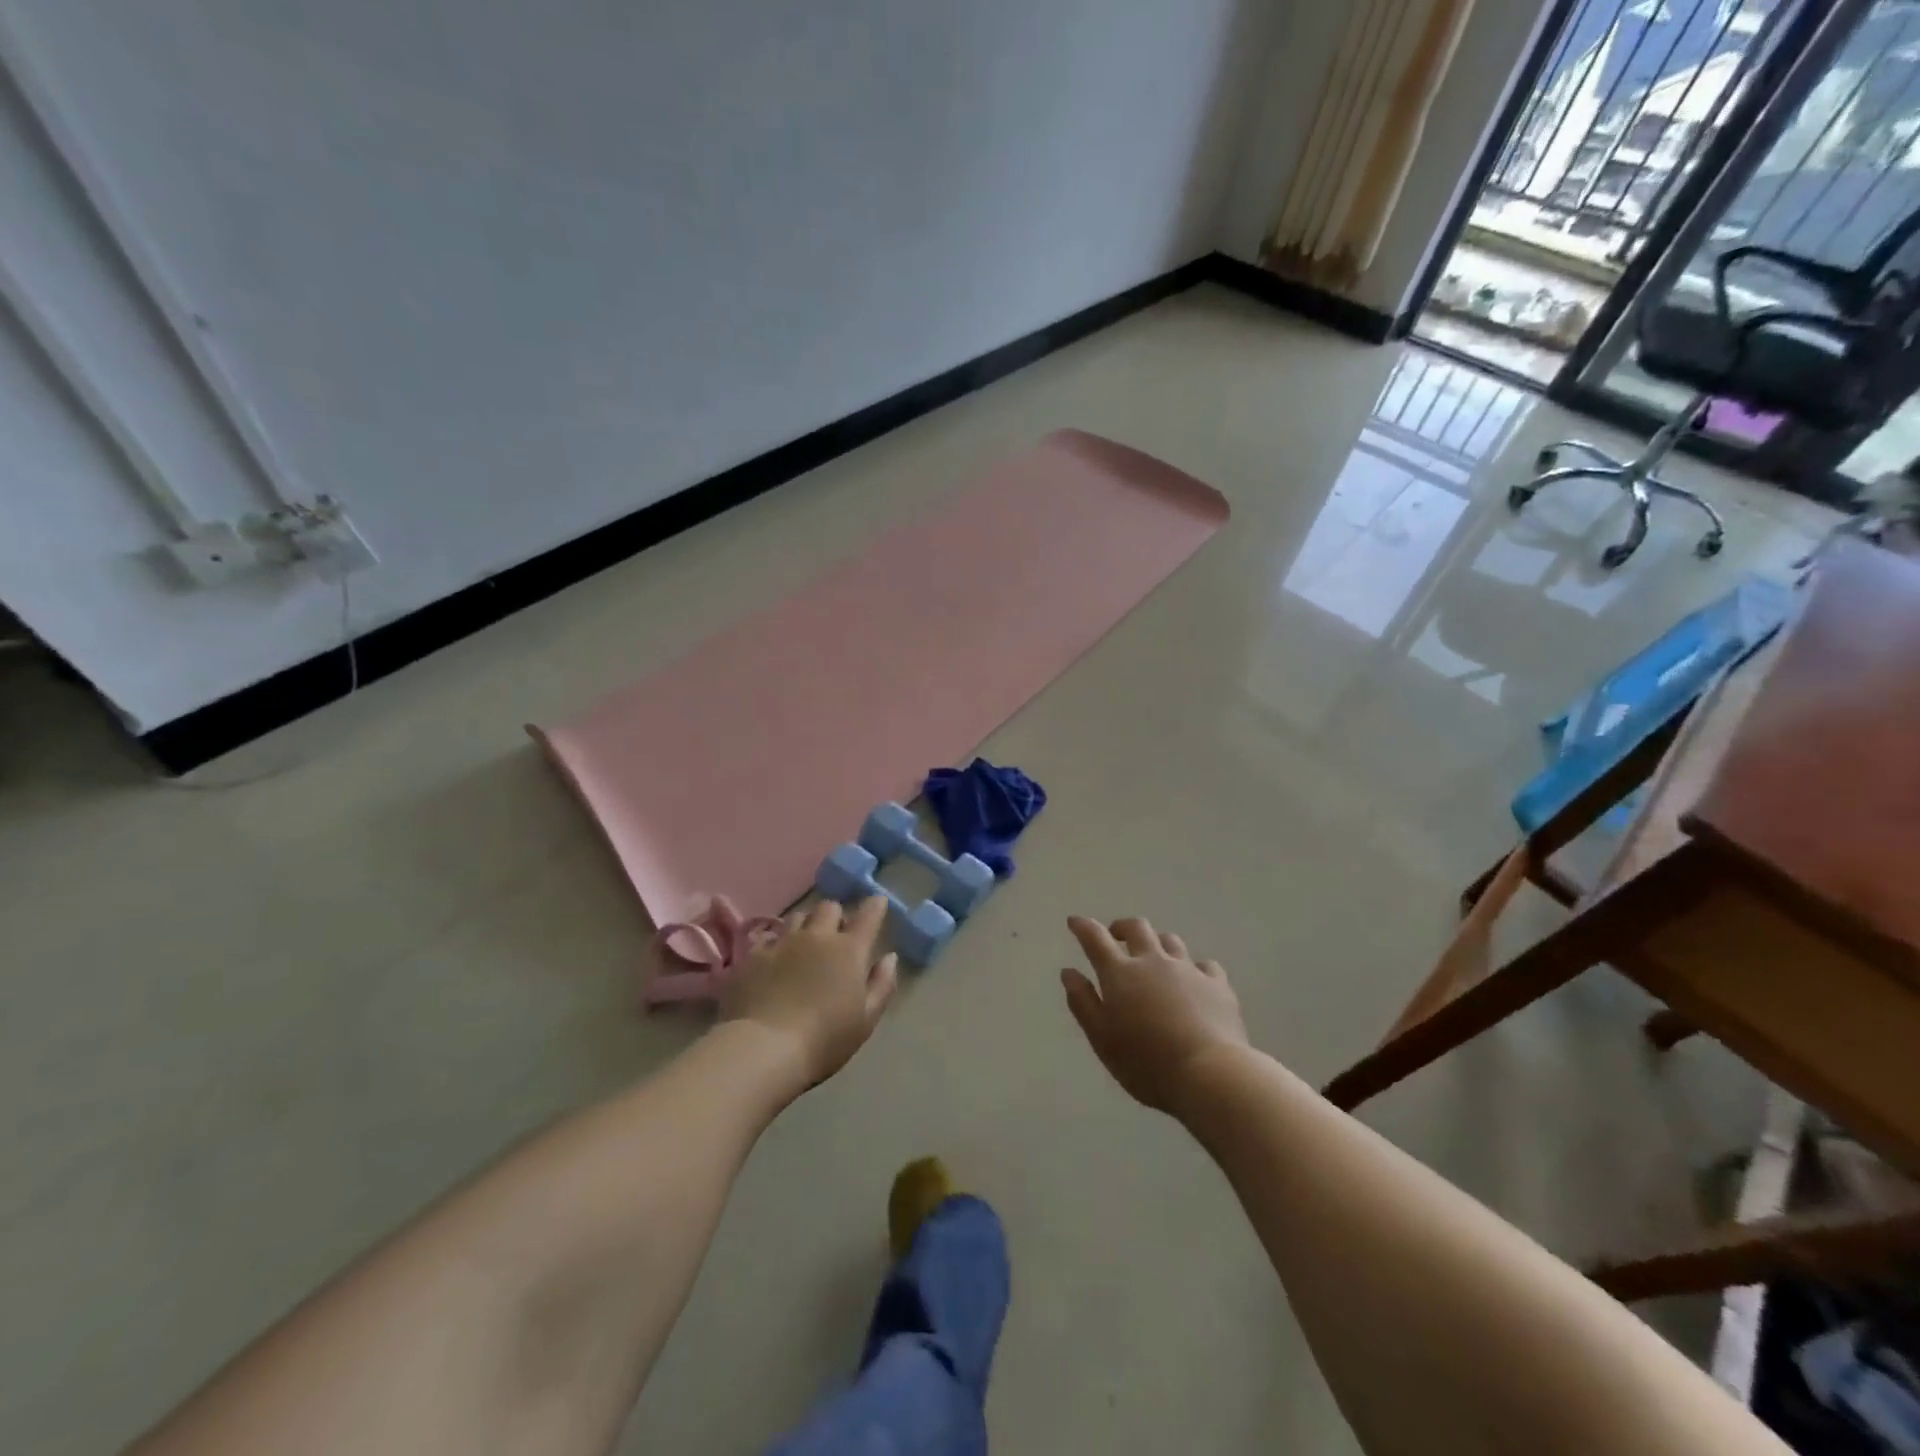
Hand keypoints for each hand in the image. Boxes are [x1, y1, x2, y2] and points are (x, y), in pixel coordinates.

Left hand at [720, 897, 898, 1092]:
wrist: (764, 1048)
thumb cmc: (824, 1039)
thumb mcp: (865, 1020)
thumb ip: (882, 984)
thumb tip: (889, 957)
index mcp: (849, 950)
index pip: (868, 915)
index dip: (875, 906)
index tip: (877, 903)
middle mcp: (817, 936)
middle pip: (829, 908)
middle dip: (836, 916)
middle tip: (836, 934)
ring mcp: (782, 942)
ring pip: (797, 917)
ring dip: (806, 925)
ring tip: (804, 942)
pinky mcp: (753, 955)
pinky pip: (768, 936)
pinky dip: (777, 942)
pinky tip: (775, 957)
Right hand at [1062, 915, 1248, 1114]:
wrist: (1209, 1074)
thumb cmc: (1145, 1062)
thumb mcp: (1101, 1038)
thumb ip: (1083, 1002)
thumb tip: (1069, 972)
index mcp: (1120, 973)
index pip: (1096, 938)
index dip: (1083, 926)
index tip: (1075, 921)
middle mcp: (1153, 961)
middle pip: (1137, 928)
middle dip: (1122, 927)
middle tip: (1116, 936)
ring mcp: (1188, 969)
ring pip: (1170, 941)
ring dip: (1157, 942)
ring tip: (1154, 956)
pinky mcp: (1217, 984)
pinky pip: (1204, 965)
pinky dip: (1193, 968)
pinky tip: (1194, 980)